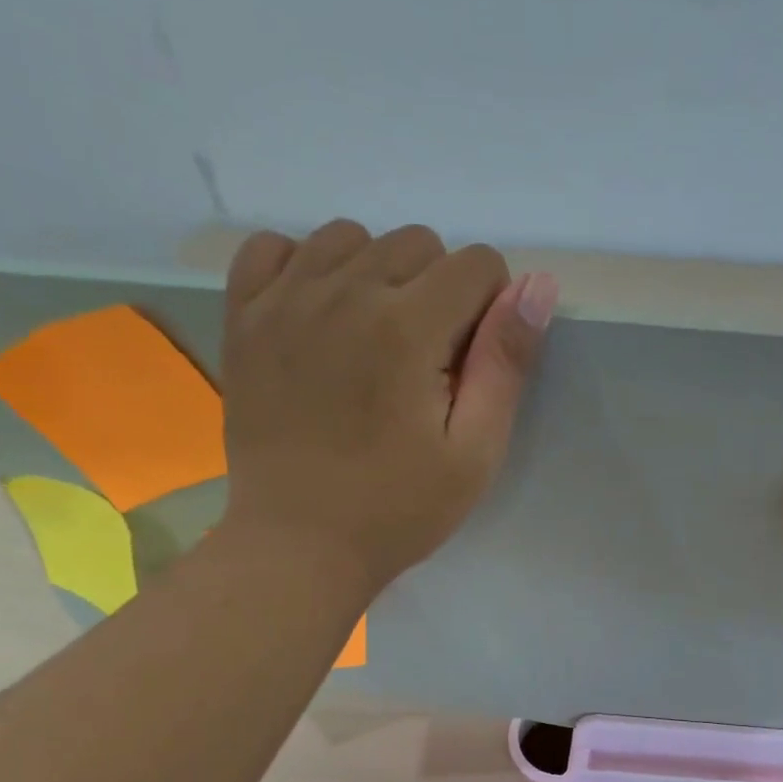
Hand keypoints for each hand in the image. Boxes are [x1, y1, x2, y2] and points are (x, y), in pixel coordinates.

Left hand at [217, 221, 555, 588]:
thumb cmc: (399, 509)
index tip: (474, 363)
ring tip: (376, 342)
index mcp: (407, 327)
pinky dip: (307, 268)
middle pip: (417, 243)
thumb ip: (505, 365)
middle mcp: (344, 292)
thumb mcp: (474, 453)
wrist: (300, 544)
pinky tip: (320, 318)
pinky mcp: (244, 318)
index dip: (492, 309)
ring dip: (378, 276)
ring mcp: (284, 299)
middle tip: (427, 365)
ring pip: (351, 237)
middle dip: (440, 292)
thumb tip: (537, 285)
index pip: (476, 264)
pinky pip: (276, 248)